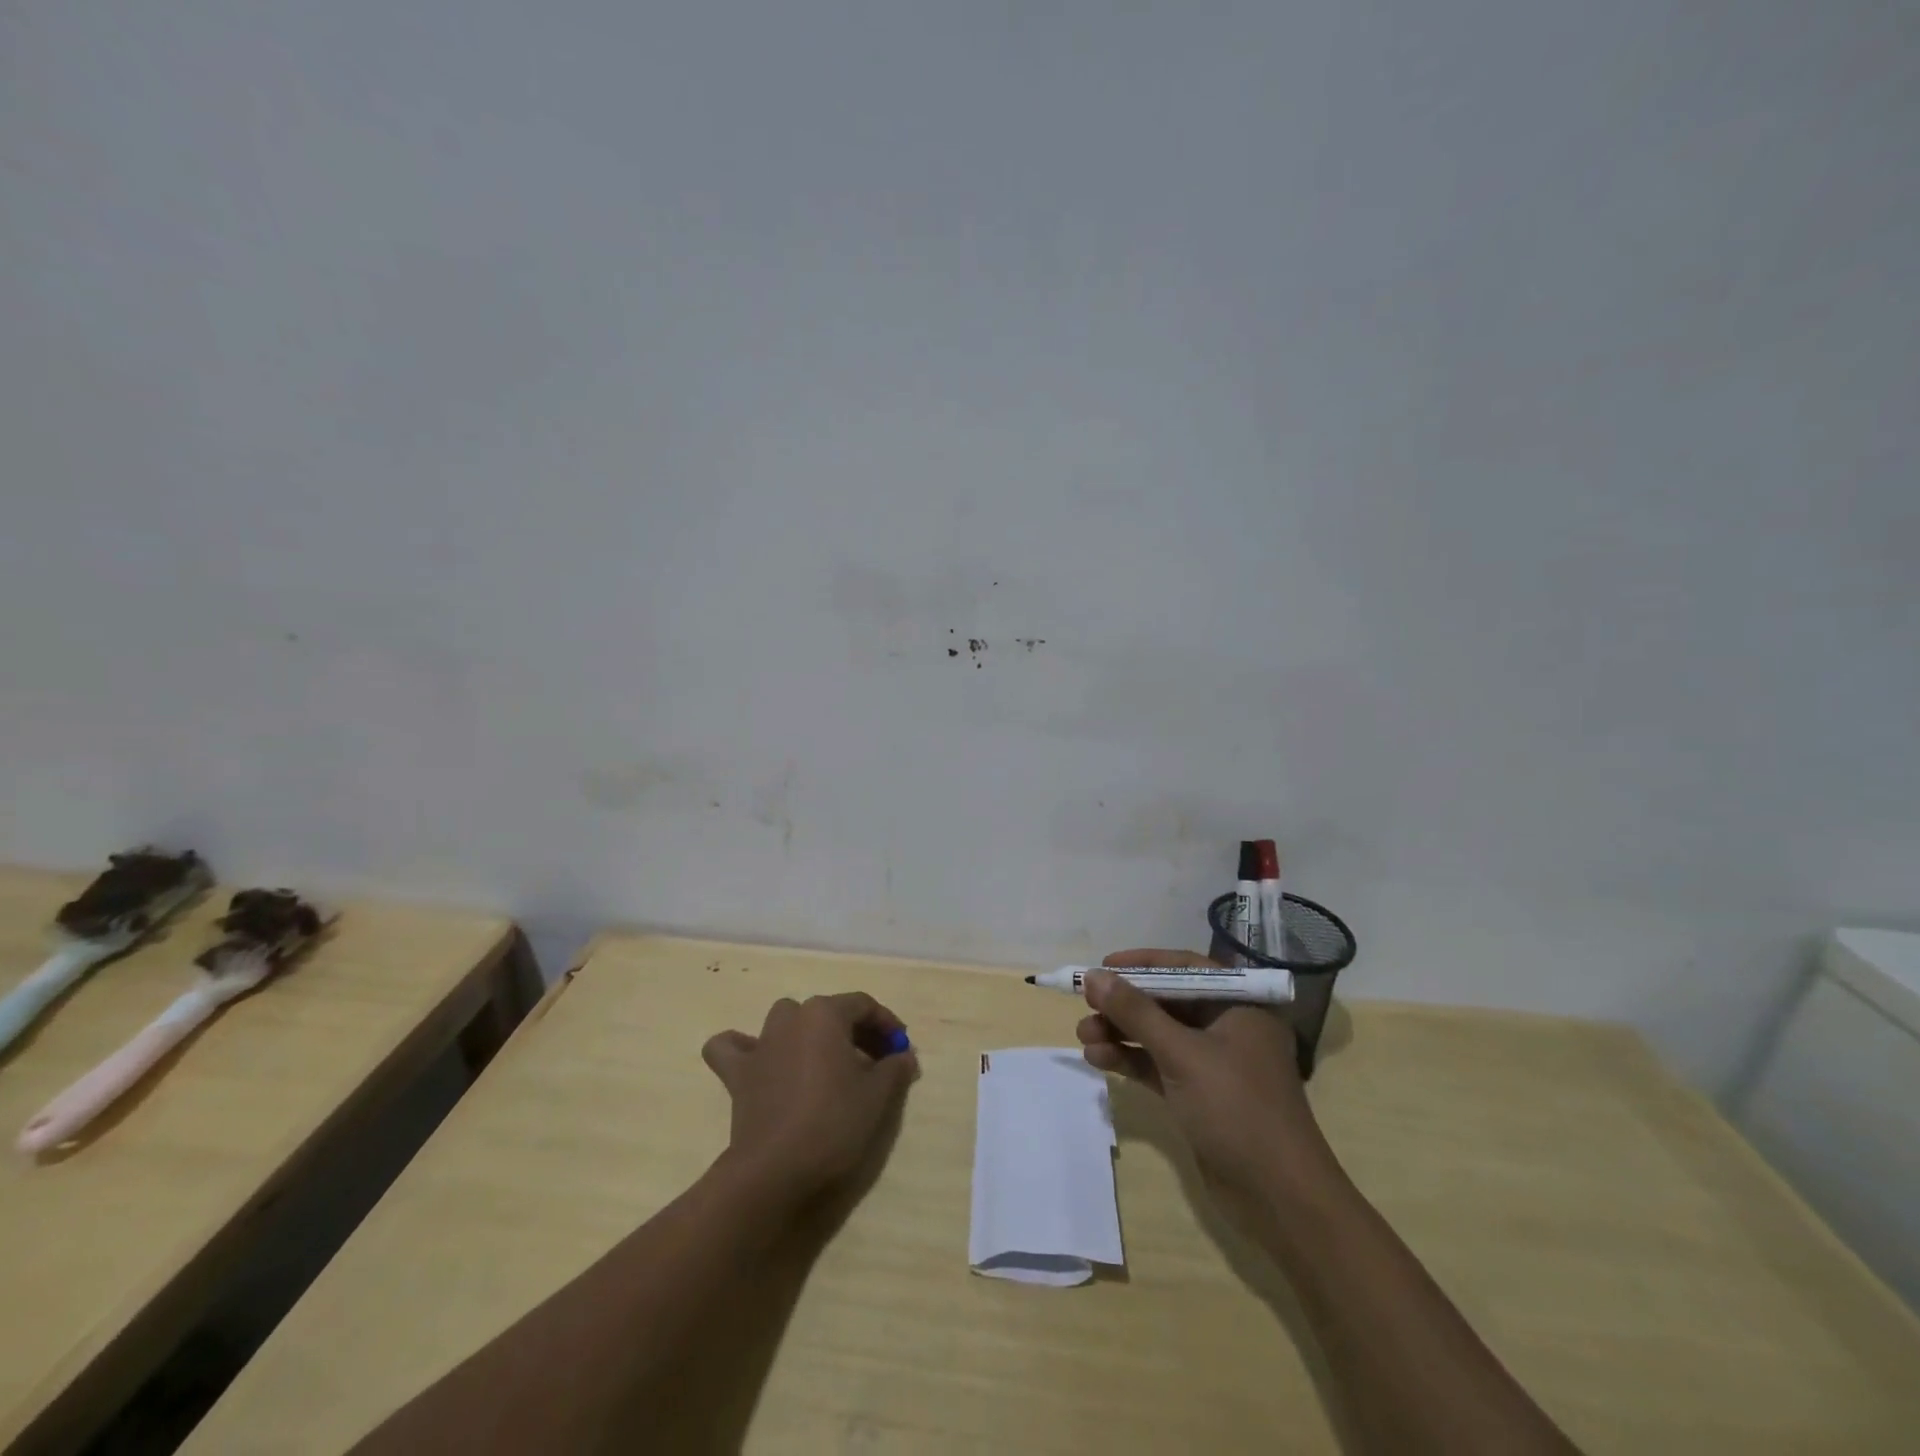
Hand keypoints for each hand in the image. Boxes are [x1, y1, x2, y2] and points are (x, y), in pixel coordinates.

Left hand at [702, 992, 917, 1203]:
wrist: (775, 1170)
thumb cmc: (833, 1123)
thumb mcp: (877, 1095)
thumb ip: (895, 1068)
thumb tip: (904, 1056)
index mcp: (824, 1013)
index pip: (863, 1005)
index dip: (886, 1024)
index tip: (901, 1049)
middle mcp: (791, 1018)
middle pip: (828, 1012)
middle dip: (855, 1031)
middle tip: (876, 1061)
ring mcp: (760, 1044)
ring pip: (786, 1020)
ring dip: (806, 1032)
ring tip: (825, 1060)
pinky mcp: (738, 1074)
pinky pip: (733, 1047)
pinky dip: (743, 1047)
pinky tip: (758, 1060)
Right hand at [1077, 951, 1340, 1219]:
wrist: (1279, 1199)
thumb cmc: (1237, 1110)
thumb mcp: (1182, 1054)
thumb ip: (1136, 1012)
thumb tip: (1093, 976)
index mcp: (1239, 1005)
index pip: (1185, 968)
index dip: (1142, 963)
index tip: (1103, 967)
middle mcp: (1228, 1027)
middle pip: (1167, 1002)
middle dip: (1124, 1005)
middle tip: (1085, 1006)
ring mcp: (1214, 1064)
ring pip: (1158, 1035)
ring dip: (1121, 1034)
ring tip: (1083, 1038)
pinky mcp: (1200, 1096)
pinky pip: (1158, 1065)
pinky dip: (1130, 1060)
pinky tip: (1098, 1059)